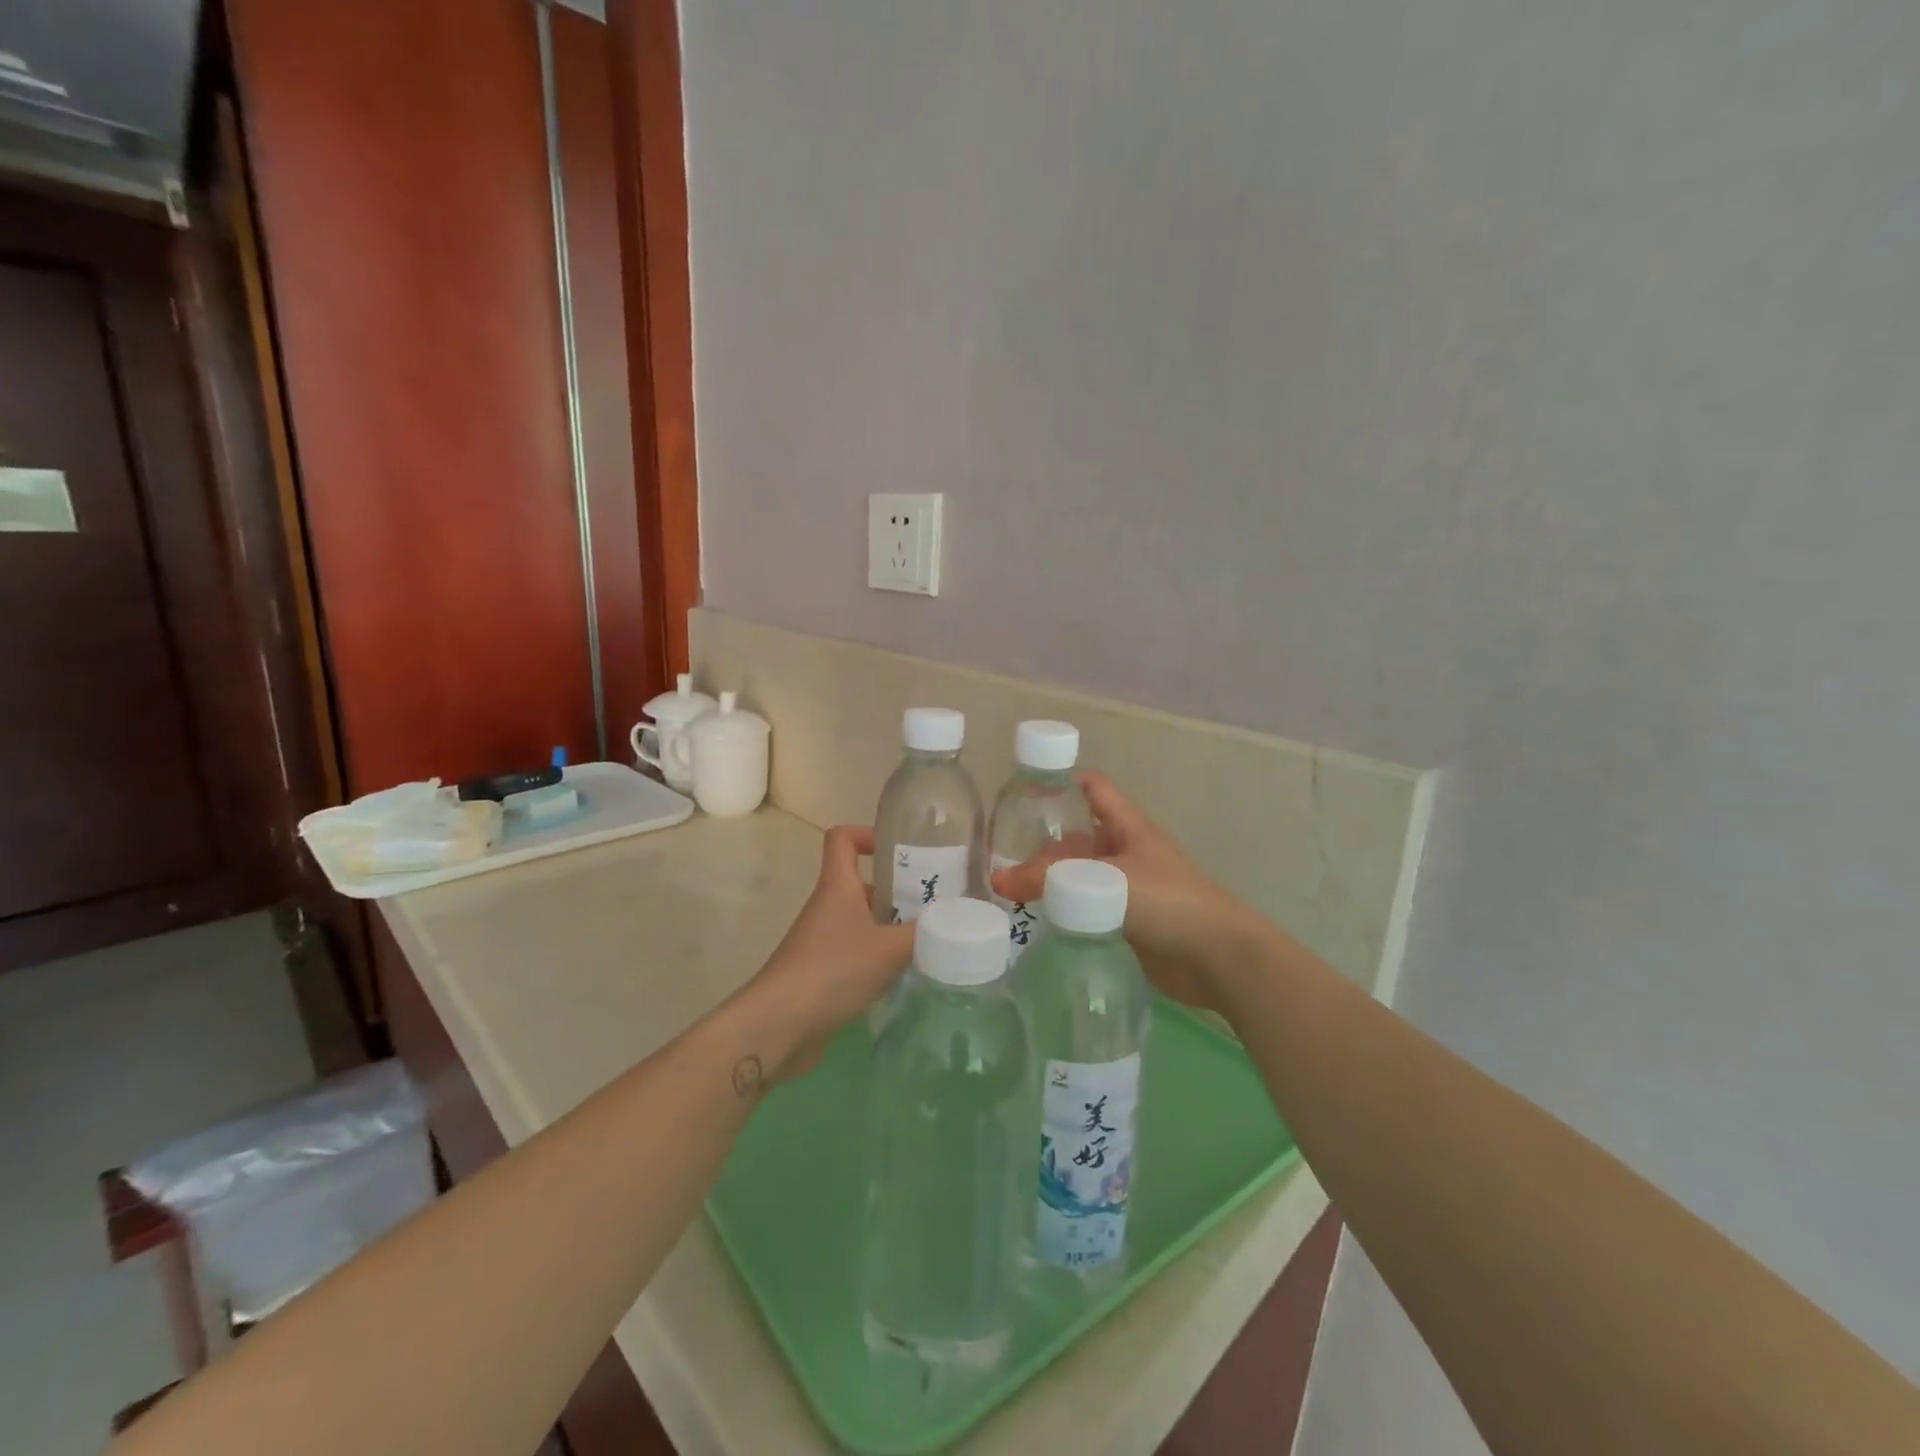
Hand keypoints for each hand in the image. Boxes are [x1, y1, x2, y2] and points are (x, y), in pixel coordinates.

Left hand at [736, 825, 913, 1082]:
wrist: (780, 1026)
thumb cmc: (833, 970)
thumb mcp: (891, 948)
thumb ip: (929, 932)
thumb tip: (961, 921)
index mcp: (838, 886)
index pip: (842, 838)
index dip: (868, 834)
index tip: (901, 850)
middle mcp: (828, 907)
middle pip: (862, 883)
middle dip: (898, 890)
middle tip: (936, 902)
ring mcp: (822, 942)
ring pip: (862, 921)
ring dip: (892, 927)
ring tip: (930, 940)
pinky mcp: (823, 974)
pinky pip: (857, 954)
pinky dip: (881, 959)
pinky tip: (907, 975)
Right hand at [990, 772, 1270, 1017]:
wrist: (1218, 958)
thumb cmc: (1166, 901)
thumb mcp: (1102, 881)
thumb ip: (1047, 880)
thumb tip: (997, 881)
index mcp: (1128, 825)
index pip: (1093, 788)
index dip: (1062, 782)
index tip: (1023, 793)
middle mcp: (1127, 850)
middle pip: (1079, 836)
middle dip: (1044, 844)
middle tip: (1001, 856)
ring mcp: (1129, 888)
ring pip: (1081, 875)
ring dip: (1052, 881)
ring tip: (1009, 891)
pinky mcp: (1129, 923)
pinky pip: (1088, 909)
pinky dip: (1065, 911)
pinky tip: (1037, 921)